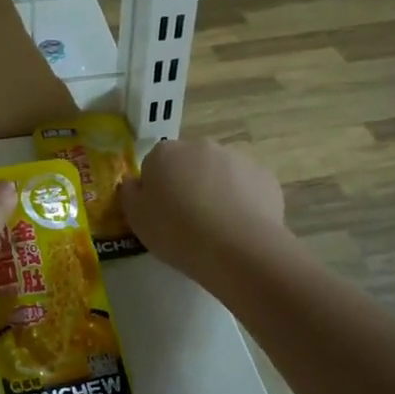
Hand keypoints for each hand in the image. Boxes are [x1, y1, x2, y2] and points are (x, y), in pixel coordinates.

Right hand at [117, 138, 288, 282]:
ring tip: (218, 225)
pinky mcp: (264, 176)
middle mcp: (201, 146)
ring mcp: (236, 158)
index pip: (154, 164)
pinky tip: (240, 226)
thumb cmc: (176, 232)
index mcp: (165, 153)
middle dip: (188, 183)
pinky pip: (247, 186)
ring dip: (216, 189)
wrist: (236, 247)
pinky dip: (243, 200)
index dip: (157, 188)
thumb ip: (130, 194)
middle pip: (189, 163)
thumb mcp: (137, 220)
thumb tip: (133, 182)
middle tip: (188, 218)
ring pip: (221, 172)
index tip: (161, 212)